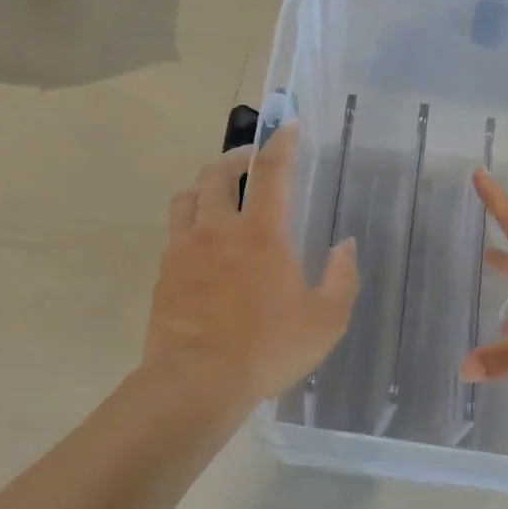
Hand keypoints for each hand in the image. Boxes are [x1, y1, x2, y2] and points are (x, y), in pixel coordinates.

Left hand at [144, 125, 358, 405]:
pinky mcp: (163, 274)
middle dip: (235, 159)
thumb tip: (344, 245)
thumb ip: (342, 278)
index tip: (287, 126)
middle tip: (248, 162)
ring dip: (204, 188)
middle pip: (218, 174)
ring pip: (186, 198)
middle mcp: (218, 230)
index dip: (281, 143)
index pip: (272, 172)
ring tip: (217, 197)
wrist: (198, 381)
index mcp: (262, 235)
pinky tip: (198, 245)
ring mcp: (184, 250)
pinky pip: (173, 234)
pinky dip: (188, 225)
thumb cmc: (268, 350)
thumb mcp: (326, 321)